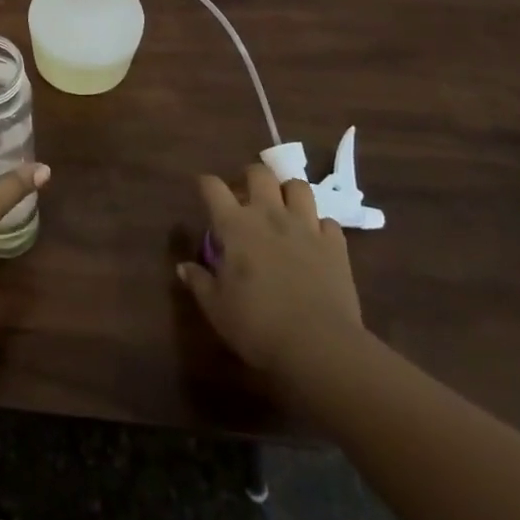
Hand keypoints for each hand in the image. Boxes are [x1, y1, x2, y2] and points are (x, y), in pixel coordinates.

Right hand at [176, 163, 365, 392]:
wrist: (319, 346)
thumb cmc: (257, 325)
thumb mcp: (216, 308)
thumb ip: (199, 282)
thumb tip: (183, 267)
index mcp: (236, 226)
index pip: (213, 187)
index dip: (205, 184)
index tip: (203, 190)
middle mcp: (270, 215)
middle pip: (260, 174)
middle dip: (249, 177)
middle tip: (245, 196)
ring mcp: (306, 227)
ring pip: (298, 187)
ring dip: (287, 192)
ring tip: (282, 209)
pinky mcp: (335, 245)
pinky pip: (327, 221)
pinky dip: (318, 225)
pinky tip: (313, 239)